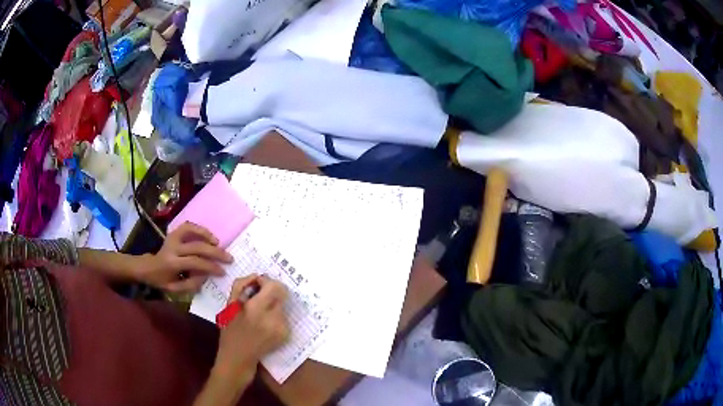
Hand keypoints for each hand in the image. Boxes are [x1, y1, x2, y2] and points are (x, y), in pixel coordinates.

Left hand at [135, 222, 232, 292]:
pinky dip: (199, 229)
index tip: (222, 272)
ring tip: (219, 244)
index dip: (211, 267)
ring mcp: (172, 238)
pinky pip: (188, 226)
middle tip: (229, 258)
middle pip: (197, 247)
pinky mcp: (173, 233)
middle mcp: (173, 247)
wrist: (148, 268)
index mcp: (172, 263)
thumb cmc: (162, 281)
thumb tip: (207, 275)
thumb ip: (191, 284)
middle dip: (215, 253)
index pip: (195, 262)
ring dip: (207, 237)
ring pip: (192, 231)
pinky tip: (209, 236)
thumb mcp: (175, 289)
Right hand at [214, 275, 289, 378]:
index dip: (266, 281)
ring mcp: (282, 328)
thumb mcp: (229, 305)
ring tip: (259, 312)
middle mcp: (274, 319)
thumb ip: (241, 285)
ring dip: (273, 303)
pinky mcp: (286, 335)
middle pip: (283, 293)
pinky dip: (275, 314)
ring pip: (283, 304)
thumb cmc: (230, 330)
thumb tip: (257, 276)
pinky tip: (264, 322)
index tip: (257, 285)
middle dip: (271, 291)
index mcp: (257, 310)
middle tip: (259, 296)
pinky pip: (284, 316)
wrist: (239, 357)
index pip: (275, 286)